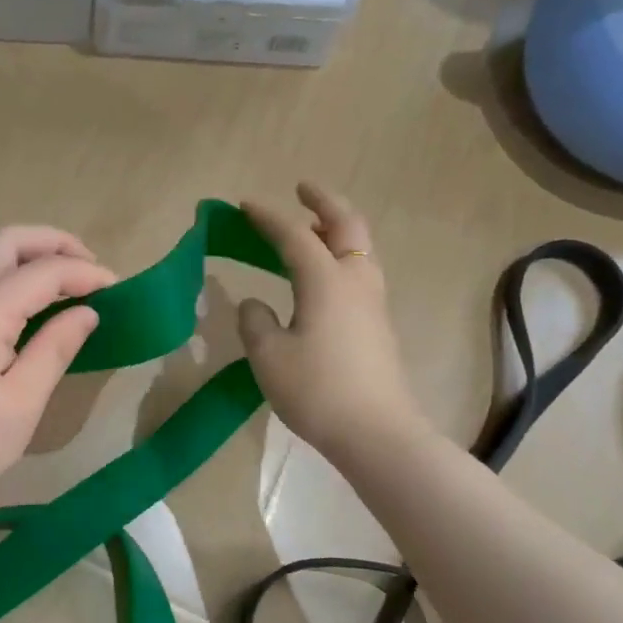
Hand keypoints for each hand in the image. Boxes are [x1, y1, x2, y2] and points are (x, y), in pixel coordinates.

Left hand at [0, 225, 115, 510]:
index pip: (44, 271)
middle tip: (91, 268)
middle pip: (7, 242)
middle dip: (54, 243)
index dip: (86, 274)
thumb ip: (55, 348)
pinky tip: (29, 306)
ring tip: (67, 282)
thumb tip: (87, 312)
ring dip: (29, 257)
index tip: (119, 290)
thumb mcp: (22, 402)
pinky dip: (9, 275)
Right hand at [237, 183, 426, 457]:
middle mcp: (355, 282)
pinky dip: (342, 256)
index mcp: (326, 281)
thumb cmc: (317, 390)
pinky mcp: (378, 325)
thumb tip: (256, 304)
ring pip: (361, 248)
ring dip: (337, 229)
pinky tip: (324, 276)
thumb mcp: (269, 357)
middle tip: (302, 189)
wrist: (376, 433)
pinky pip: (361, 272)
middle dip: (323, 202)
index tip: (244, 205)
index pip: (293, 236)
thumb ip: (255, 322)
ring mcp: (373, 303)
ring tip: (312, 229)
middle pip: (347, 225)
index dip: (268, 217)